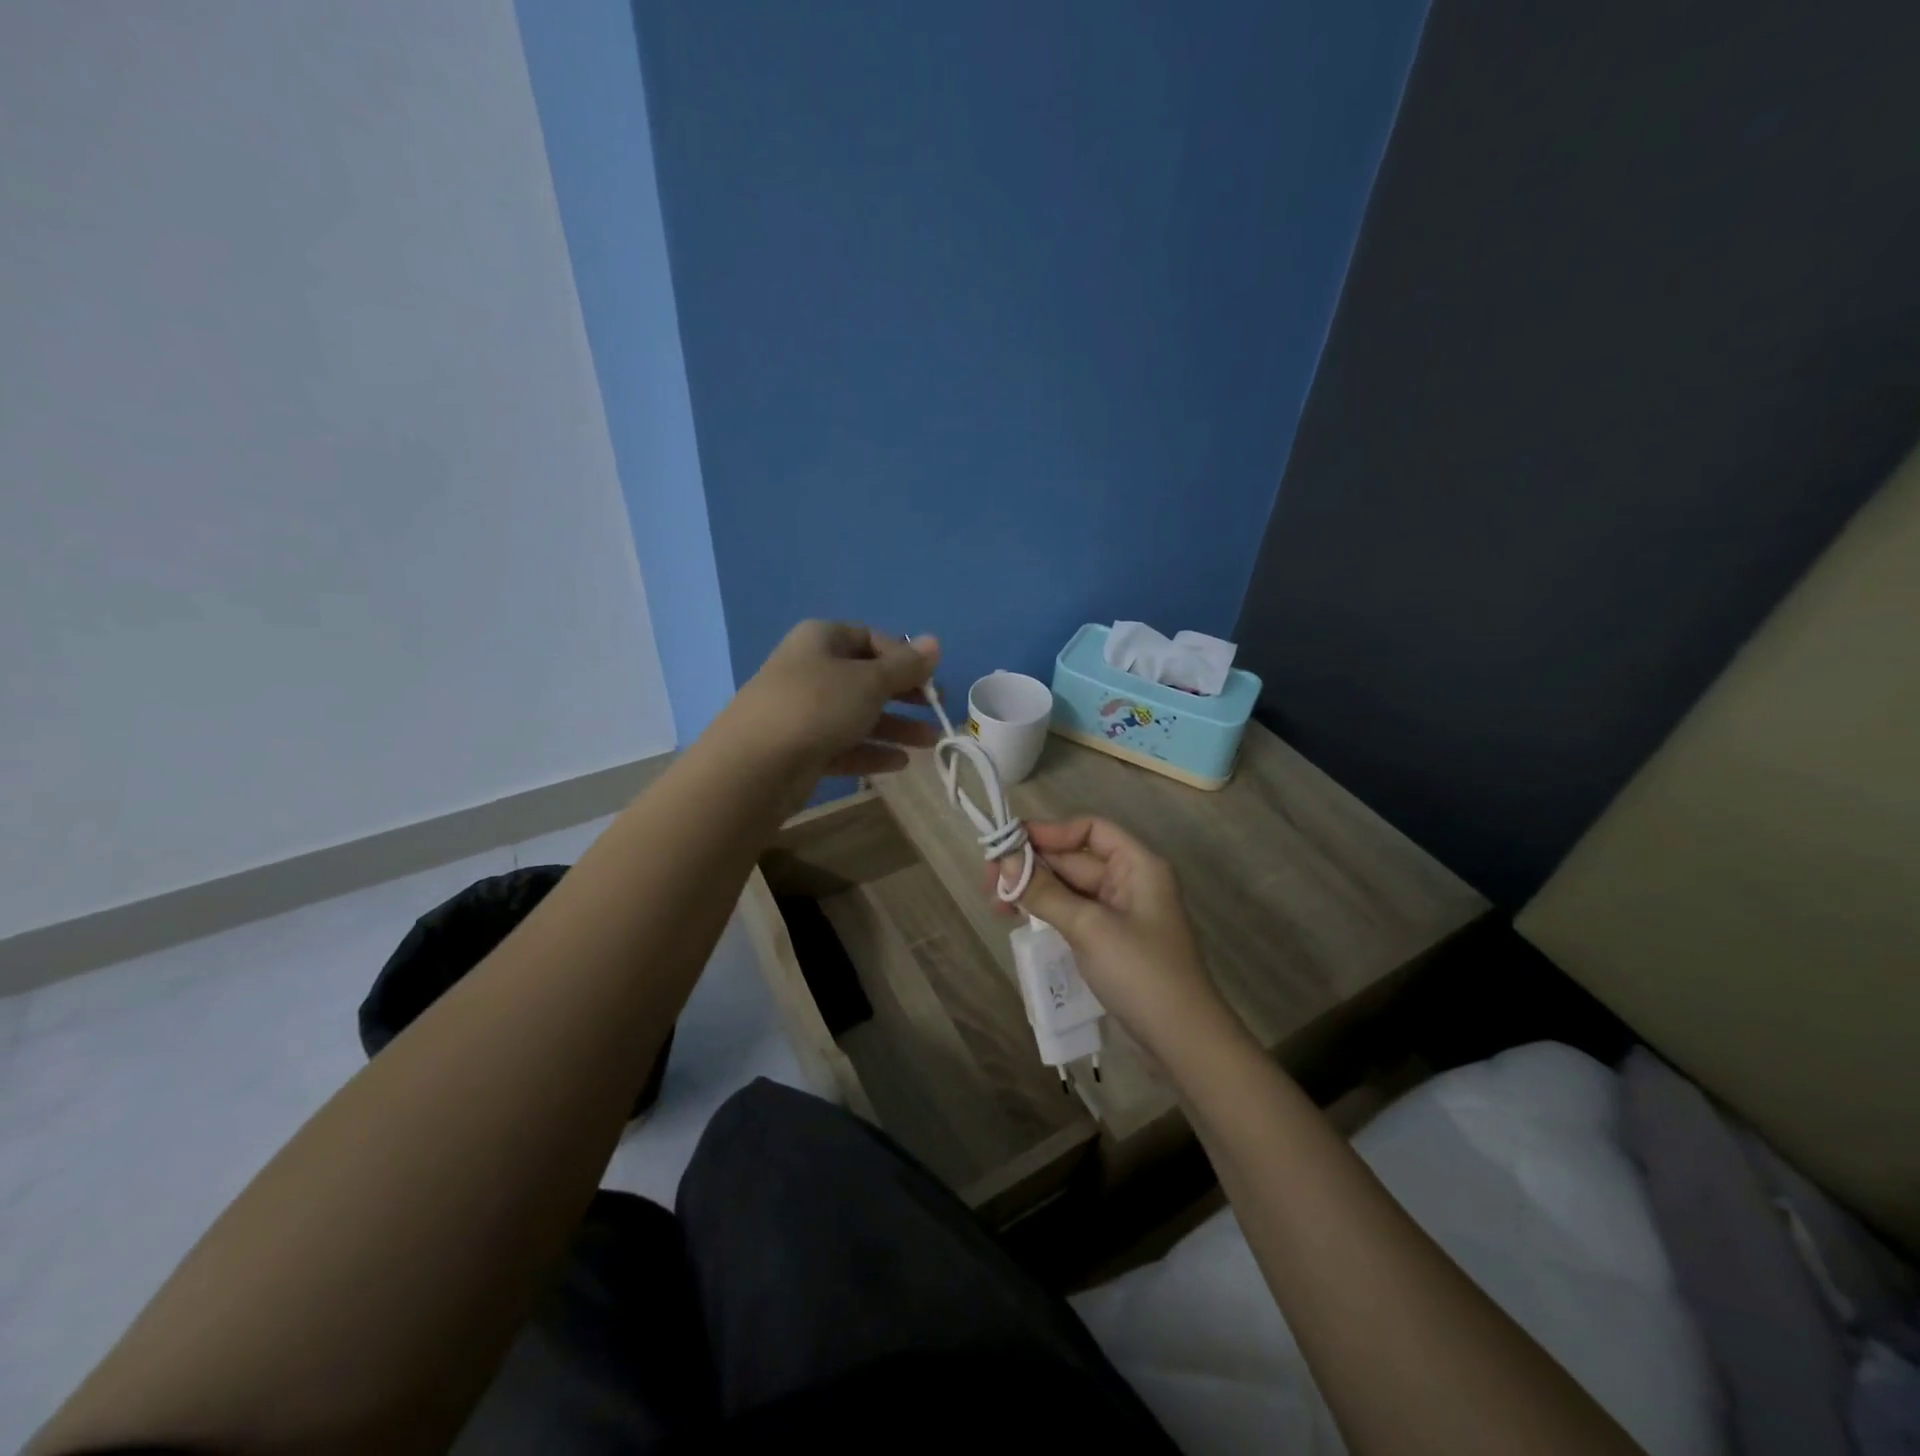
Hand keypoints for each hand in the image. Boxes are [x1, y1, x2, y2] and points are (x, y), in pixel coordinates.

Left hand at [725, 621, 940, 781]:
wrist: (755, 765)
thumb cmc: (818, 706)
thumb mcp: (870, 681)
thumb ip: (905, 665)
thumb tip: (934, 642)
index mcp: (821, 639)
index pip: (869, 637)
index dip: (902, 655)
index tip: (929, 677)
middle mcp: (810, 670)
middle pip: (865, 678)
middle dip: (904, 694)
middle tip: (936, 709)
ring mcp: (803, 712)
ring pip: (858, 714)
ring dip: (896, 726)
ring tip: (930, 742)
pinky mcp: (802, 749)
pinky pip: (844, 745)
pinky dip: (872, 751)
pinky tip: (901, 763)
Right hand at [994, 817, 1245, 1065]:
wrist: (1182, 1041)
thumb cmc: (1140, 972)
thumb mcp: (1089, 927)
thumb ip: (1045, 892)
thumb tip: (1004, 861)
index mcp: (1137, 866)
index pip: (1090, 829)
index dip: (1050, 832)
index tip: (1009, 845)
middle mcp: (1130, 882)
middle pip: (1075, 858)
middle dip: (1032, 866)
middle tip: (989, 882)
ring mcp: (1120, 913)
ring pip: (1069, 888)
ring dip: (1034, 890)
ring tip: (997, 905)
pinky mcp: (1110, 941)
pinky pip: (1073, 913)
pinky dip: (1047, 912)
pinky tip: (1020, 921)